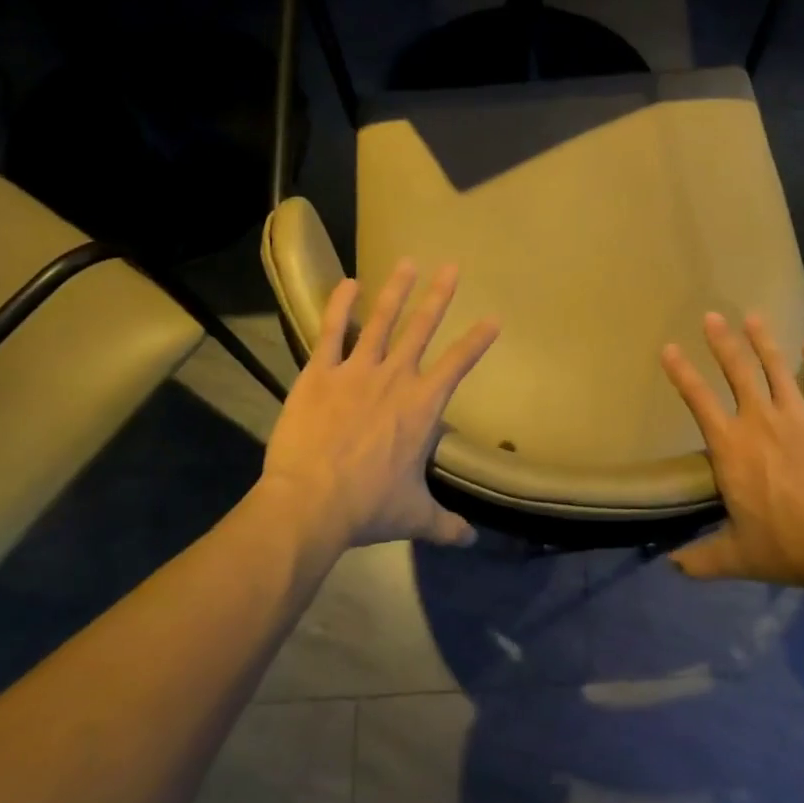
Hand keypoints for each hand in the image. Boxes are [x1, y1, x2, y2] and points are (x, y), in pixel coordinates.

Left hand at [257, 260, 498, 550]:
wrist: (310, 504)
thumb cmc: (368, 508)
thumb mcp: (414, 517)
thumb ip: (445, 524)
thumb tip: (470, 540)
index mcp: (421, 407)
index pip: (458, 364)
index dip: (477, 340)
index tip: (493, 318)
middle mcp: (395, 378)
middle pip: (422, 329)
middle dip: (439, 296)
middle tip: (452, 267)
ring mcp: (356, 371)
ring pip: (381, 321)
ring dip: (396, 290)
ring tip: (408, 261)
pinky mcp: (318, 373)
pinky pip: (331, 332)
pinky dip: (340, 306)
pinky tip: (347, 283)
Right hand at [660, 312, 803, 591]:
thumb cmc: (787, 546)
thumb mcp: (737, 555)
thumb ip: (701, 558)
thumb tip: (670, 566)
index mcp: (731, 447)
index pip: (698, 400)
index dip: (682, 372)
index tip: (669, 348)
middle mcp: (760, 419)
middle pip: (737, 370)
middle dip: (722, 341)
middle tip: (712, 316)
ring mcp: (799, 414)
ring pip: (778, 365)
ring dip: (764, 339)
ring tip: (754, 316)